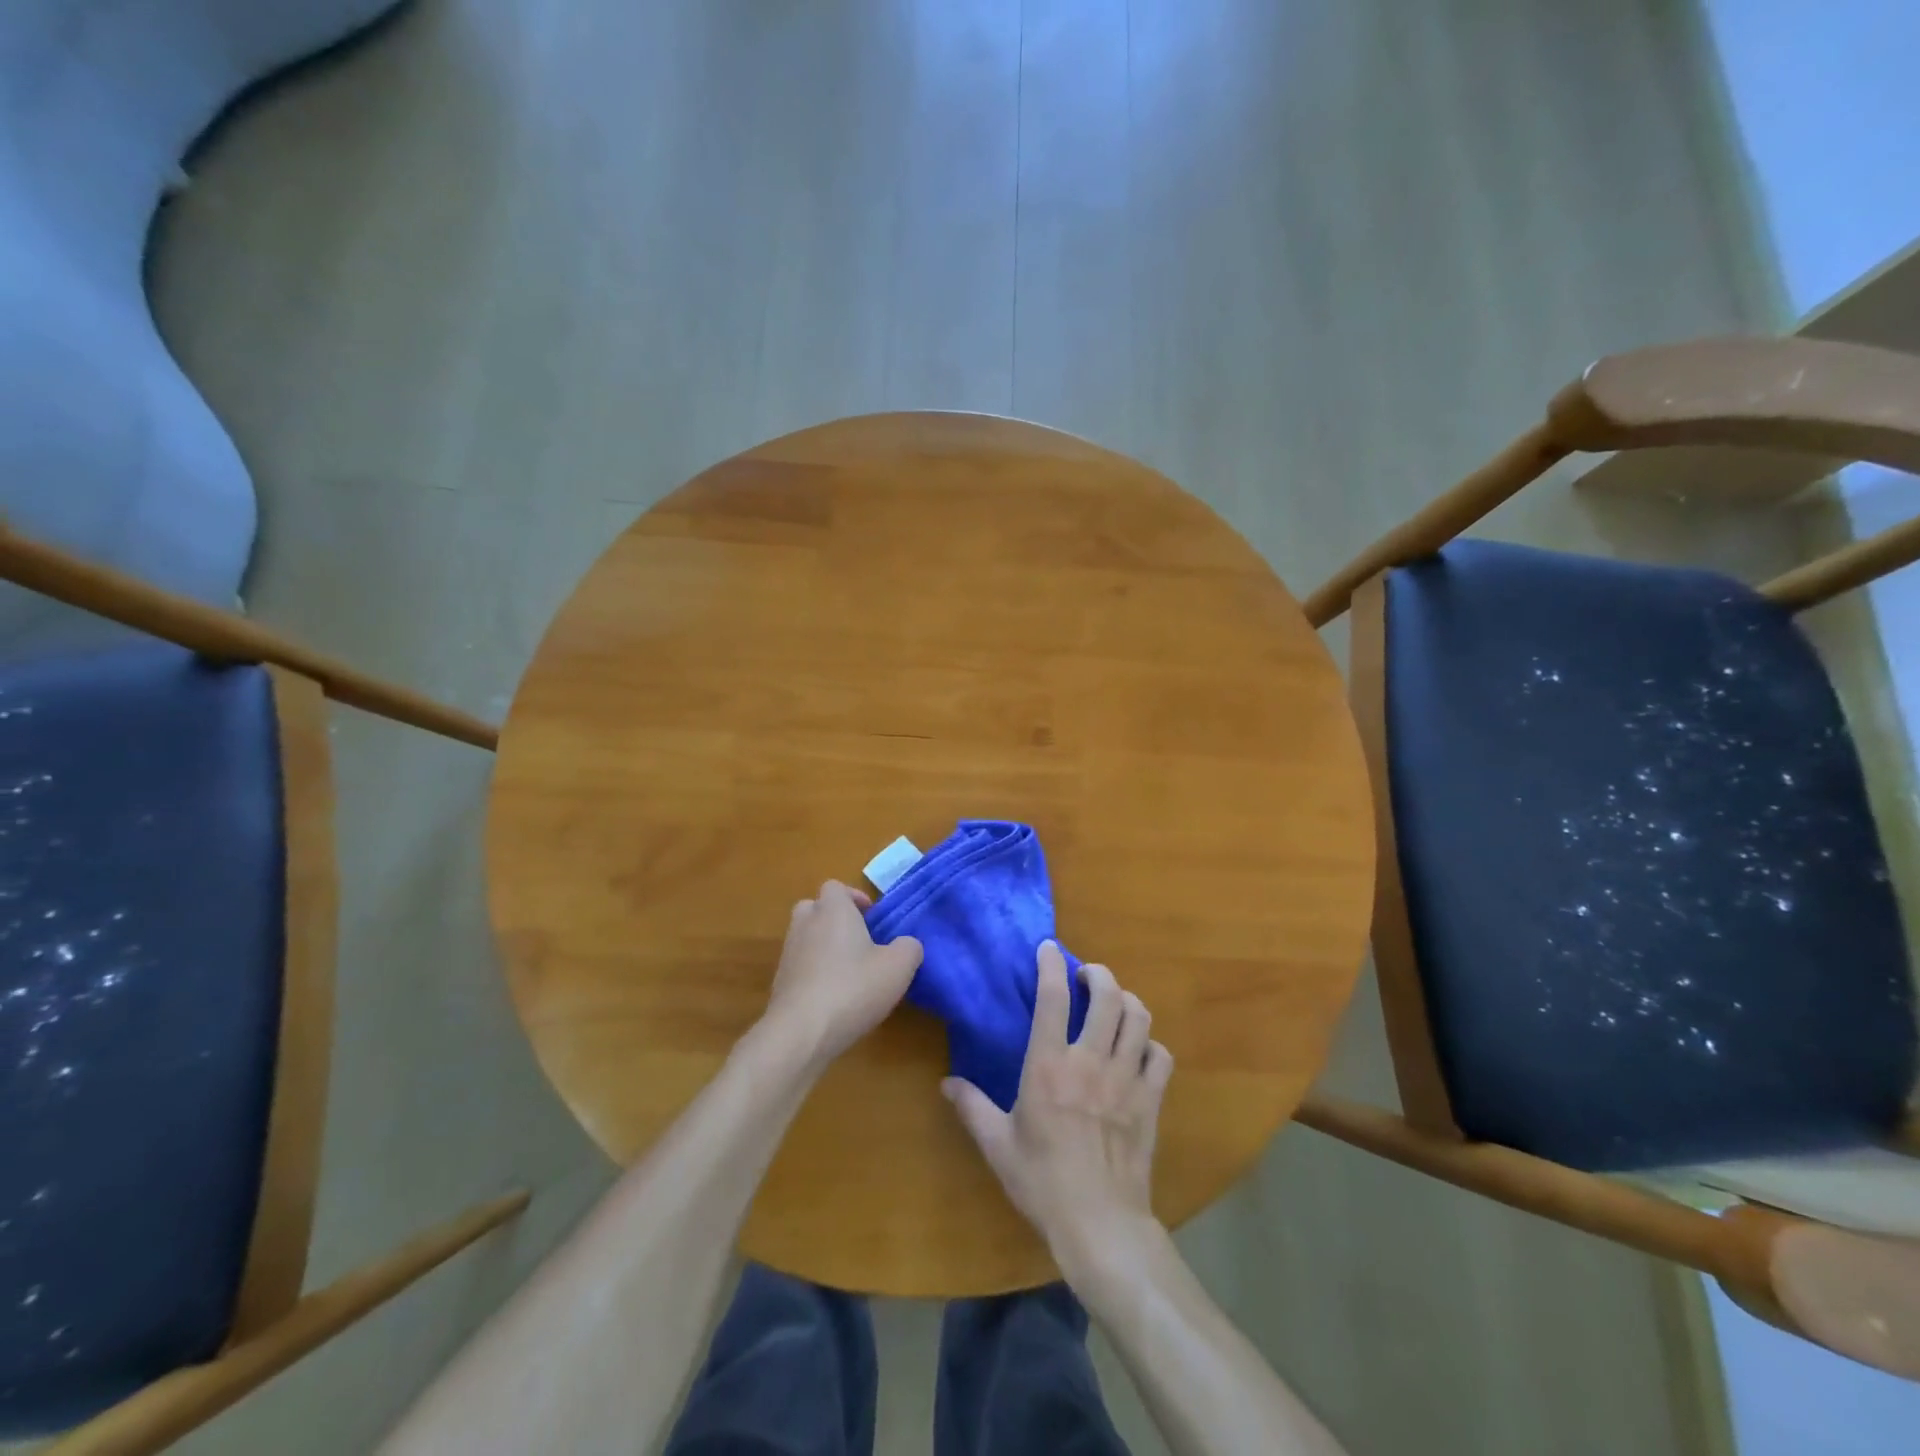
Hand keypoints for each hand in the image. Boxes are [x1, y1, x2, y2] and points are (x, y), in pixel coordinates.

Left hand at [761, 880, 923, 1069]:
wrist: (801, 1033)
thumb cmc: (853, 988)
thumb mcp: (899, 967)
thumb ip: (909, 948)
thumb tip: (907, 945)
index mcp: (833, 910)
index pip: (835, 887)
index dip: (854, 898)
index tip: (872, 917)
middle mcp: (806, 924)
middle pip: (815, 908)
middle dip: (835, 919)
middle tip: (859, 940)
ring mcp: (788, 953)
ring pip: (806, 938)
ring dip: (824, 947)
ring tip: (850, 972)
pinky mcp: (780, 983)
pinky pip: (800, 967)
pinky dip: (814, 974)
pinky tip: (834, 998)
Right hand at [943, 942, 1173, 1270]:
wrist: (1099, 1224)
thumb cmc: (1042, 1182)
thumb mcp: (997, 1145)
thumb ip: (972, 1107)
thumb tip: (946, 1083)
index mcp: (1049, 1065)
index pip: (1052, 996)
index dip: (1051, 964)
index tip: (1049, 948)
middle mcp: (1090, 1060)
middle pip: (1106, 995)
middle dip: (1098, 974)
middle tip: (1087, 976)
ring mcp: (1126, 1079)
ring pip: (1138, 1018)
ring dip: (1127, 1001)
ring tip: (1114, 1004)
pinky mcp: (1151, 1100)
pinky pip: (1160, 1056)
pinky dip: (1151, 1045)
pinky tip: (1139, 1051)